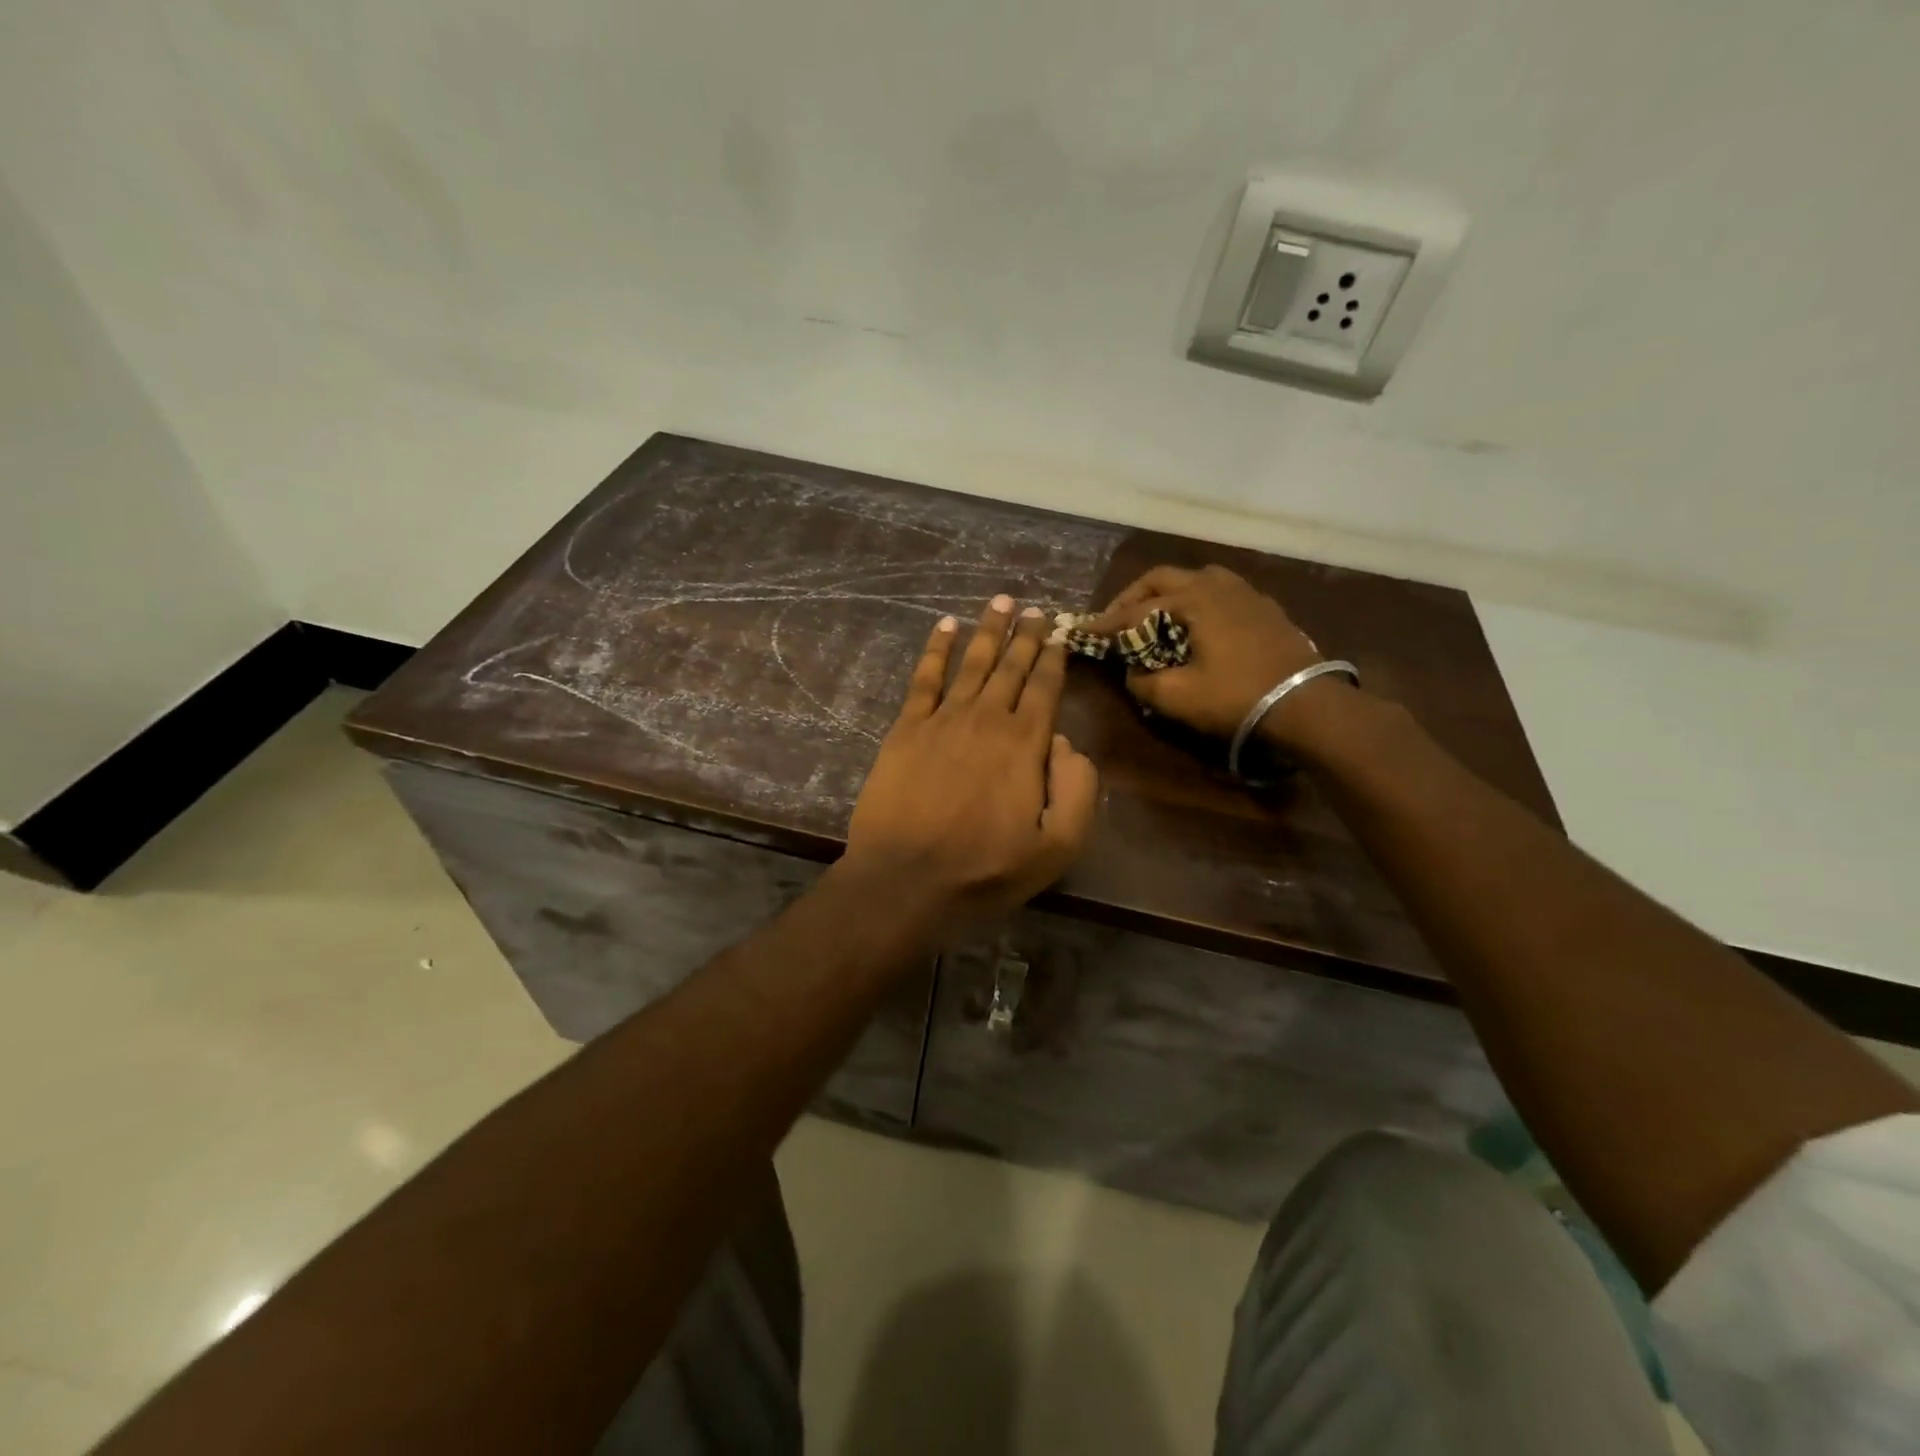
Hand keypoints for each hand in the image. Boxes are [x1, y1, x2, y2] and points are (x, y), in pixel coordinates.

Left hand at [844, 595, 1099, 922]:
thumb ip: (1077, 790)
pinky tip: (945, 626)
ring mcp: (943, 719)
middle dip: (1027, 635)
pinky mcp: (906, 728)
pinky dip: (935, 649)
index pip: (1045, 687)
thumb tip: (1066, 742)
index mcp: (1025, 744)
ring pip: (972, 662)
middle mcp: (986, 719)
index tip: (1061, 631)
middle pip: (1011, 666)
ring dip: (988, 629)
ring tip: (1002, 600)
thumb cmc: (984, 869)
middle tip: (1036, 609)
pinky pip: (924, 678)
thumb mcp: (1056, 847)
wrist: (906, 879)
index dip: (1054, 657)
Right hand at [1083, 565, 1334, 747]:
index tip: (1082, 630)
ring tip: (1156, 616)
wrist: (1306, 705)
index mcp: (1193, 600)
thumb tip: (1133, 671)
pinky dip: (1197, 601)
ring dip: (1168, 593)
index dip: (1106, 623)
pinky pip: (1220, 592)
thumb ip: (1143, 681)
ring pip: (1196, 579)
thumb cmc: (1236, 697)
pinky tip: (1197, 624)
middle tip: (1116, 620)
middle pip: (1163, 578)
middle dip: (1133, 597)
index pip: (1136, 609)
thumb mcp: (1177, 697)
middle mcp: (1217, 585)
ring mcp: (1246, 593)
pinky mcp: (1265, 608)